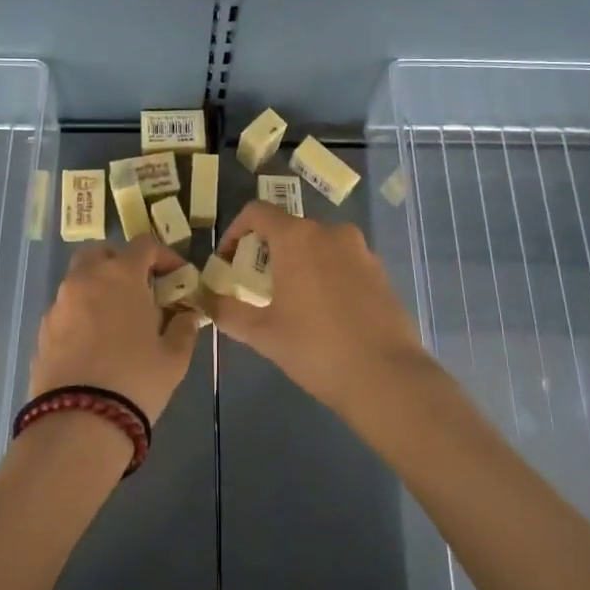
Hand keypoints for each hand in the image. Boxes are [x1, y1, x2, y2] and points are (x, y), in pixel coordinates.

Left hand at [28, 235, 200, 425]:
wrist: (79, 422)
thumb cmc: (136, 379)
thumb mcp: (174, 357)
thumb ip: (183, 327)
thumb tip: (187, 315)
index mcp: (120, 275)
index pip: (144, 245)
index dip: (164, 256)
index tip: (177, 278)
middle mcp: (85, 280)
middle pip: (101, 254)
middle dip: (121, 264)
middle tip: (140, 290)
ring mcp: (59, 305)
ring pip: (79, 281)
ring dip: (99, 289)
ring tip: (117, 321)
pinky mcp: (43, 331)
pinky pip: (66, 310)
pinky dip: (82, 315)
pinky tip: (95, 345)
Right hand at [203, 200, 431, 413]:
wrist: (386, 376)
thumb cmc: (315, 348)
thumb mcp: (262, 333)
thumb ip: (227, 311)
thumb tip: (204, 300)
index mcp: (297, 237)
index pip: (257, 212)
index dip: (235, 232)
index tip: (228, 262)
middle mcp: (330, 232)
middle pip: (288, 228)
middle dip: (267, 252)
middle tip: (255, 287)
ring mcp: (360, 250)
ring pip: (318, 245)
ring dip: (298, 263)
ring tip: (290, 301)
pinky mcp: (380, 271)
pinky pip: (343, 262)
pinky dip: (326, 275)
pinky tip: (325, 313)